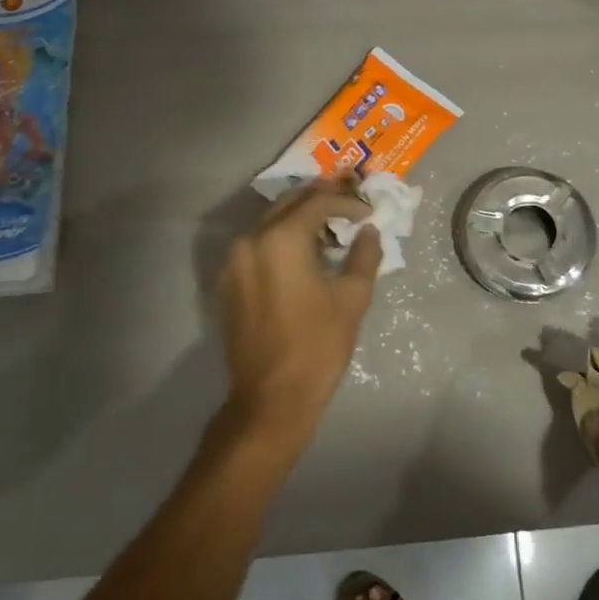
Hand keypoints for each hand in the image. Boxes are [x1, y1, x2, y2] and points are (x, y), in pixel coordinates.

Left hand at [216, 177, 379, 452]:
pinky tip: (305, 255)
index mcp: (281, 239)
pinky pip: (258, 245)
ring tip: (331, 230)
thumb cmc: (317, 346)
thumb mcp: (352, 298)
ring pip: (270, 222)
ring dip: (301, 219)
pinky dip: (282, 240)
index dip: (347, 202)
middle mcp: (251, 240)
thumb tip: (369, 231)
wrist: (271, 398)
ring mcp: (234, 261)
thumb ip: (364, 255)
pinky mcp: (229, 282)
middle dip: (321, 201)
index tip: (369, 213)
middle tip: (350, 208)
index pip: (317, 202)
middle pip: (289, 204)